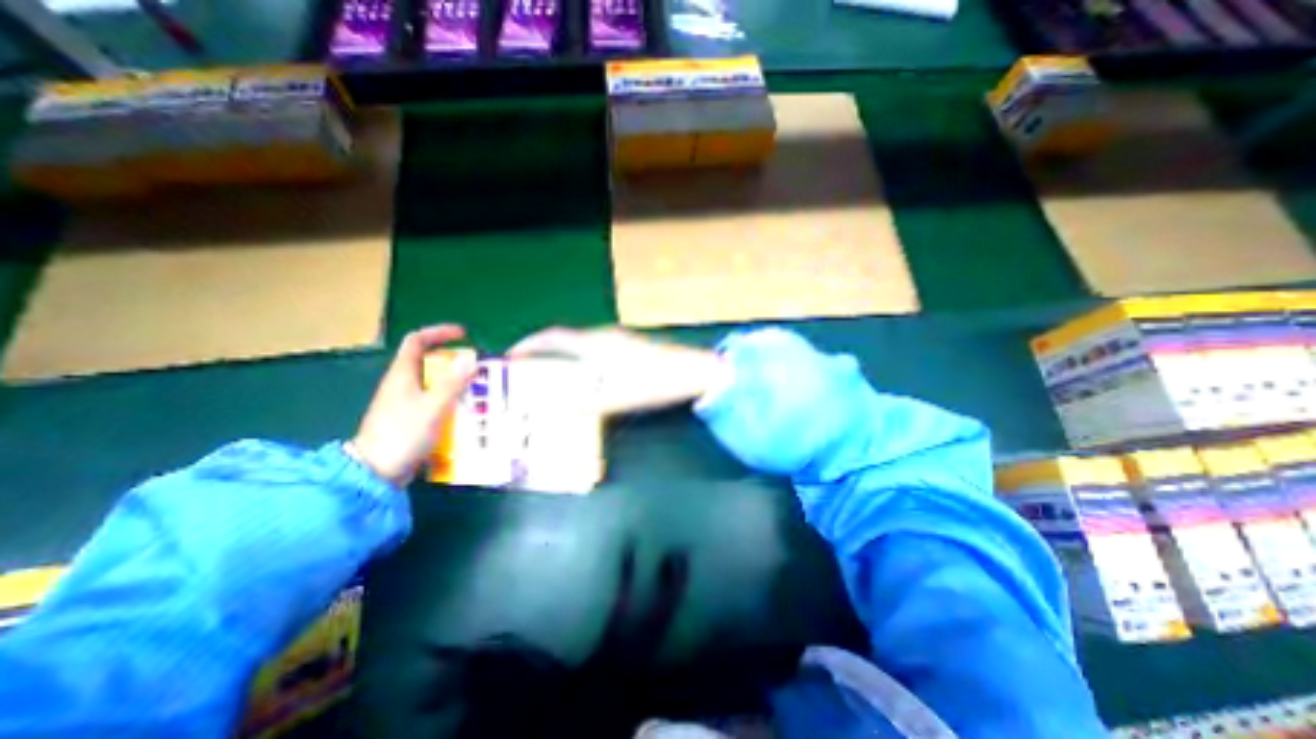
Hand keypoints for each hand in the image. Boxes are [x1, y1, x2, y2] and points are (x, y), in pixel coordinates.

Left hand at [350, 322, 479, 487]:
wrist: (375, 474)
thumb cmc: (402, 435)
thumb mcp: (432, 407)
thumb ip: (452, 382)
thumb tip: (471, 356)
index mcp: (401, 375)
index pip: (417, 341)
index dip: (439, 333)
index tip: (463, 335)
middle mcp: (401, 384)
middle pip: (429, 362)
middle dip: (456, 363)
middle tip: (479, 370)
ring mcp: (405, 403)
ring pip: (434, 383)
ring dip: (457, 383)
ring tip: (480, 391)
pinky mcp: (410, 419)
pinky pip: (435, 401)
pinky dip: (451, 401)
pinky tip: (466, 412)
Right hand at [504, 326, 730, 417]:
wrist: (694, 372)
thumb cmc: (654, 383)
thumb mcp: (614, 397)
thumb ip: (579, 400)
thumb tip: (546, 403)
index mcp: (596, 343)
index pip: (552, 338)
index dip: (528, 346)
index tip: (509, 357)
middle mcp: (603, 336)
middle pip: (564, 341)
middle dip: (542, 354)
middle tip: (526, 371)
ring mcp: (618, 341)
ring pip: (579, 347)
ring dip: (561, 359)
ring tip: (548, 378)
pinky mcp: (629, 349)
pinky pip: (593, 353)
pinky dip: (579, 363)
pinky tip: (582, 380)